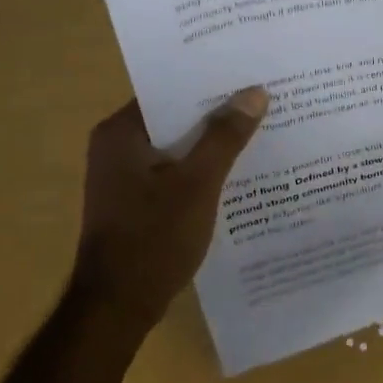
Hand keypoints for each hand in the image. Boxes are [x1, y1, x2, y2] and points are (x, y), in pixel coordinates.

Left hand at [71, 87, 268, 333]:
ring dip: (213, 144)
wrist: (118, 308)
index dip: (209, 83)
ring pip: (178, 147)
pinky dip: (202, 170)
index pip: (169, 91)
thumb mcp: (197, 183)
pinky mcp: (137, 202)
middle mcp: (117, 147)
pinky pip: (175, 172)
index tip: (249, 74)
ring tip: (262, 130)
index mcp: (120, 133)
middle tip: (265, 100)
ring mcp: (125, 178)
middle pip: (176, 118)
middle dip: (218, 113)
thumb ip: (225, 136)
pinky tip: (239, 172)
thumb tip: (254, 92)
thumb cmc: (153, 238)